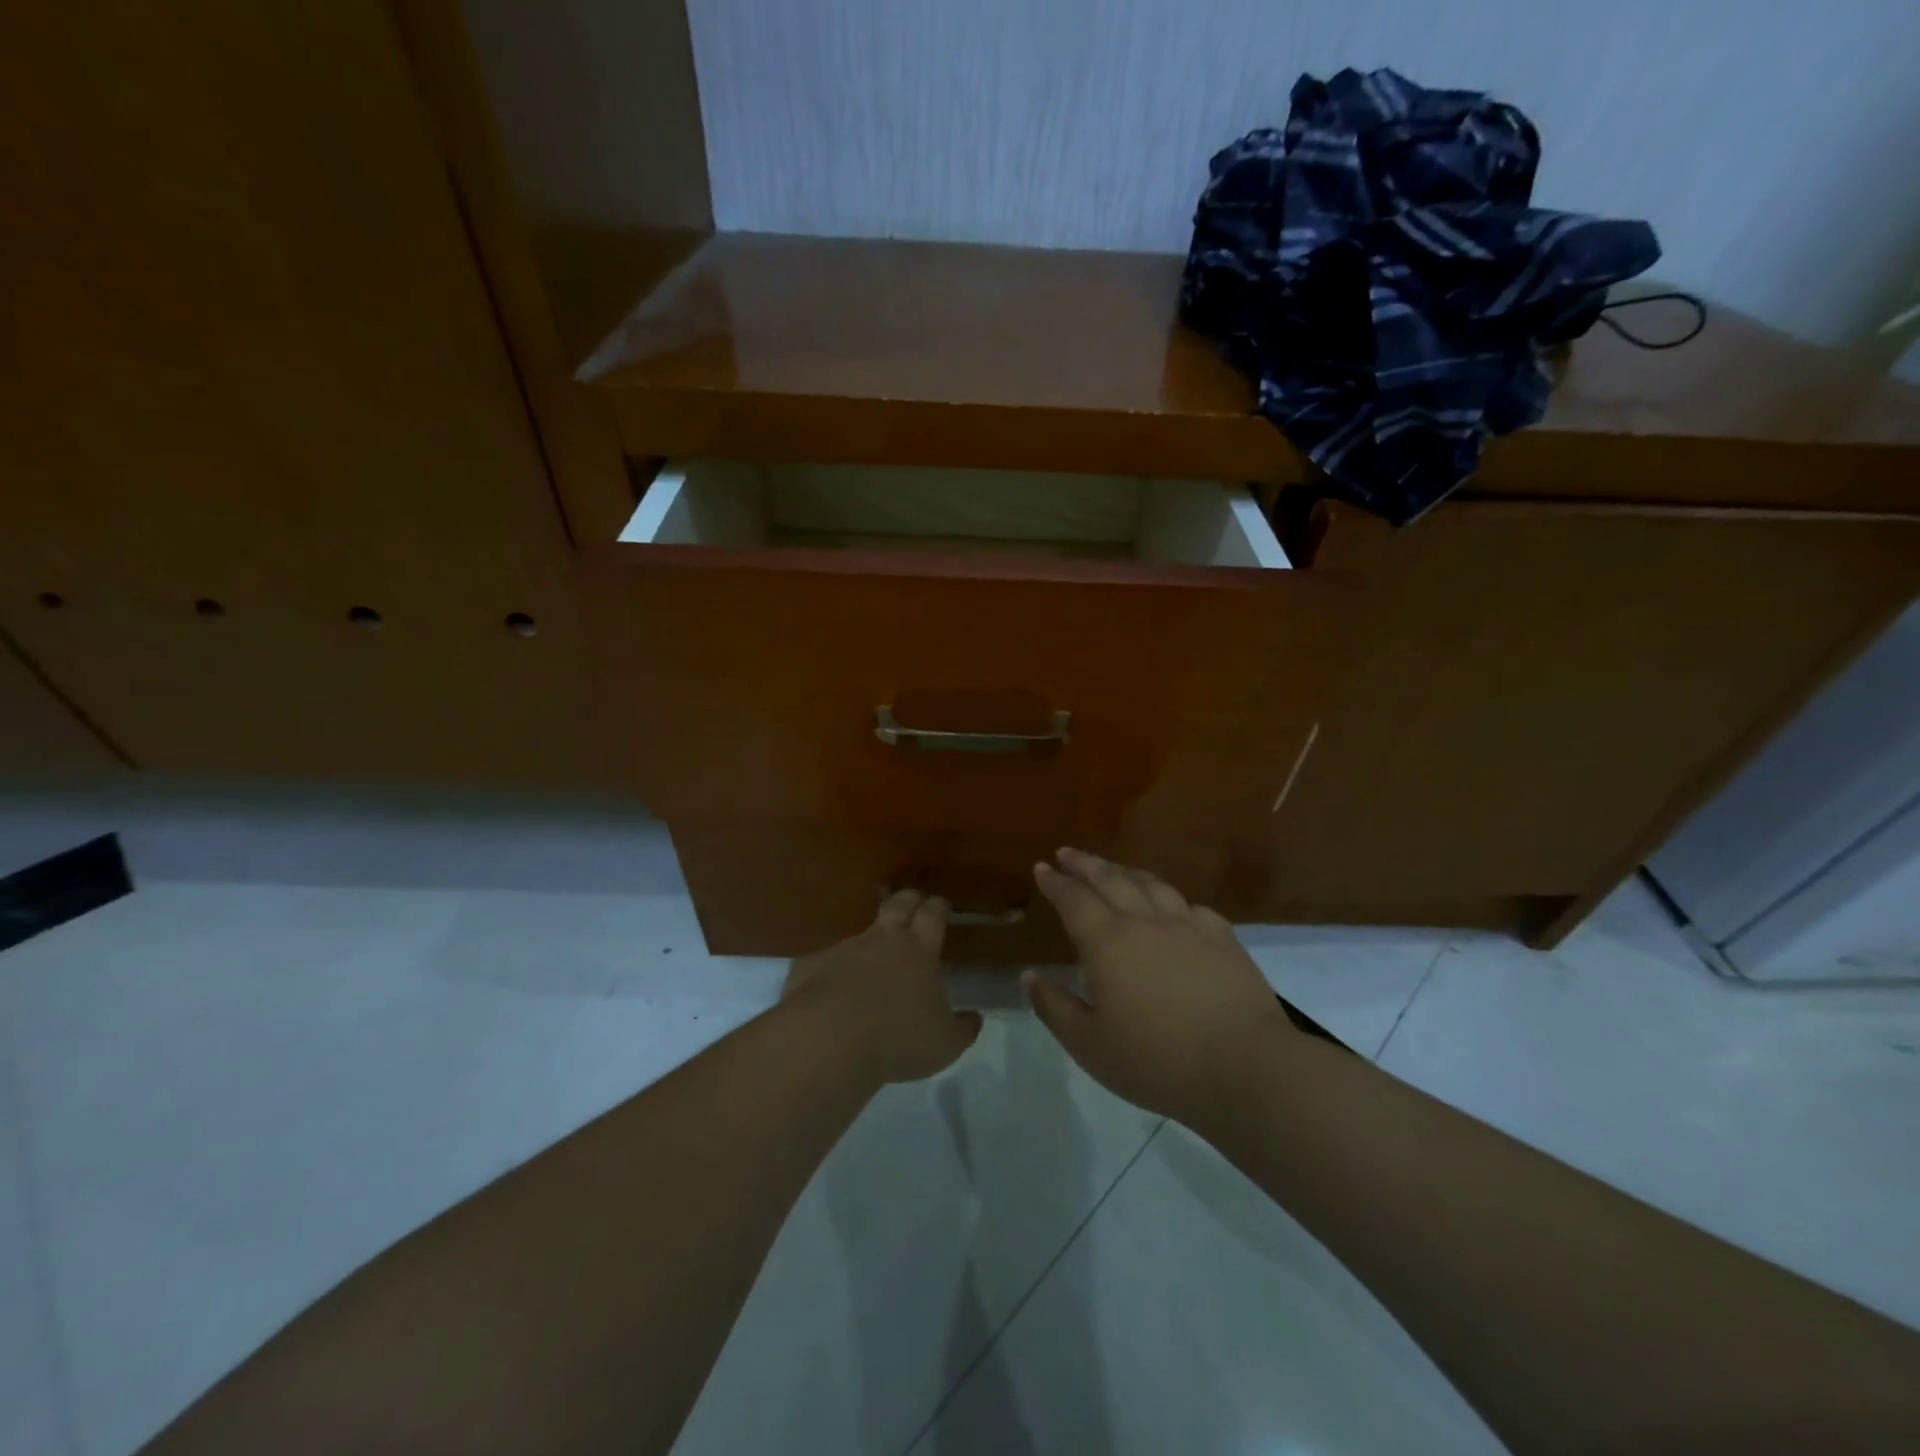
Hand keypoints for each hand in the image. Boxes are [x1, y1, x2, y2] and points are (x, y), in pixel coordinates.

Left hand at [783, 890, 982, 1084]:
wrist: (829, 1039)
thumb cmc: (898, 1038)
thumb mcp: (945, 1043)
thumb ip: (963, 1028)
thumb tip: (975, 1017)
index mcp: (919, 950)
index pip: (932, 915)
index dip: (938, 907)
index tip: (941, 904)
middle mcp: (882, 940)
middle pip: (897, 905)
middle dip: (908, 900)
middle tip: (914, 902)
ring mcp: (844, 948)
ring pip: (860, 933)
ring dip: (869, 940)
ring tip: (871, 955)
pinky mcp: (811, 965)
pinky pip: (824, 961)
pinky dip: (832, 970)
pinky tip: (830, 988)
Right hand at [1024, 848, 1295, 1126]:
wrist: (1244, 1067)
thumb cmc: (1157, 1062)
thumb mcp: (1089, 1046)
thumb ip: (1055, 1008)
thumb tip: (1030, 976)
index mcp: (1107, 942)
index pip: (1074, 899)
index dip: (1055, 882)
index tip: (1042, 867)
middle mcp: (1145, 921)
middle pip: (1111, 879)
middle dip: (1086, 864)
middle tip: (1068, 853)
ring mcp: (1188, 926)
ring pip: (1152, 885)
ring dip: (1126, 872)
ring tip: (1115, 869)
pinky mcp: (1224, 939)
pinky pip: (1191, 906)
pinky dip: (1172, 900)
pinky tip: (1173, 907)